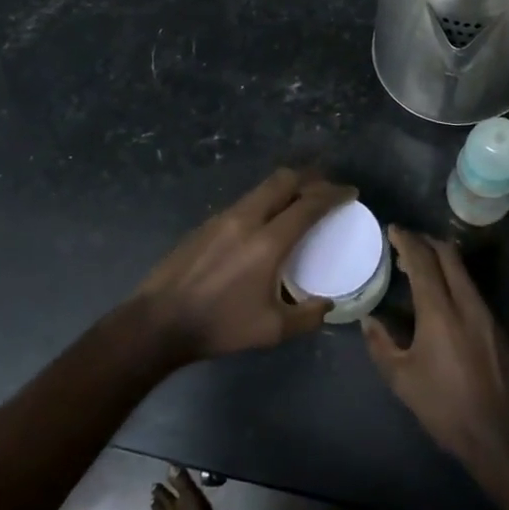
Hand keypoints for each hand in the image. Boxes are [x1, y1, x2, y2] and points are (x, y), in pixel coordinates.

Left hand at [131, 167, 355, 361]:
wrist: (158, 322)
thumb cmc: (219, 326)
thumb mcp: (271, 330)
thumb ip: (307, 316)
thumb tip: (327, 304)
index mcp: (267, 242)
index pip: (308, 204)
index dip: (333, 194)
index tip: (350, 192)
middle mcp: (246, 219)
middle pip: (284, 180)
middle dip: (311, 178)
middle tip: (327, 188)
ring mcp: (222, 217)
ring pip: (262, 188)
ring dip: (286, 188)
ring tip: (300, 201)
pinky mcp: (206, 224)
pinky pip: (245, 202)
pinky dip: (265, 202)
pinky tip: (266, 222)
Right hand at [362, 227, 508, 478]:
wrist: (500, 437)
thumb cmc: (444, 408)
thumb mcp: (401, 379)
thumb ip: (381, 344)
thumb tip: (369, 320)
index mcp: (440, 312)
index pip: (423, 261)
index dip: (407, 241)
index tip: (392, 230)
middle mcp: (466, 303)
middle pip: (448, 255)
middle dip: (426, 242)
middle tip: (404, 243)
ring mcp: (486, 314)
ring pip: (462, 271)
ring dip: (441, 260)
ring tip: (418, 267)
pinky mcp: (497, 328)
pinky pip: (471, 289)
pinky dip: (452, 280)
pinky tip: (440, 297)